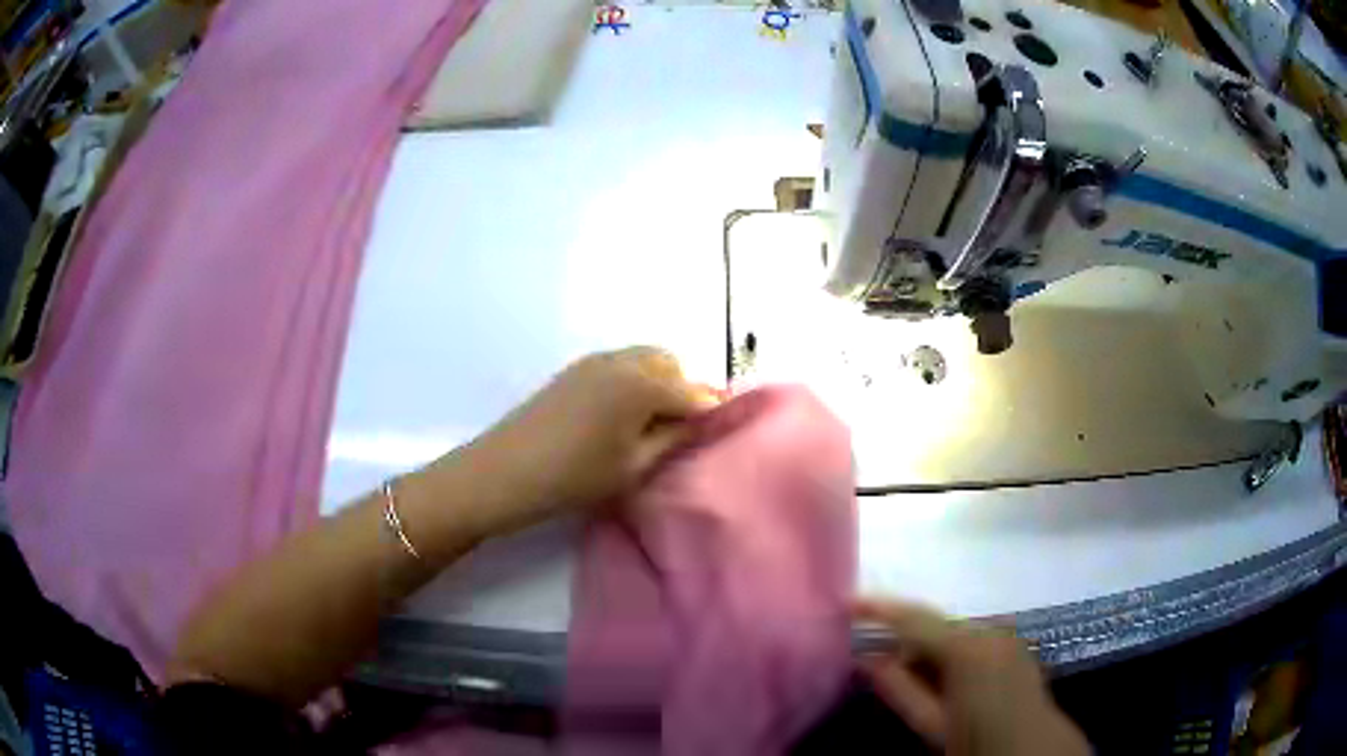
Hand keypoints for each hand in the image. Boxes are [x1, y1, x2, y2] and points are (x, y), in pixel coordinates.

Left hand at [445, 347, 719, 532]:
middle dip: (683, 390)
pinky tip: (619, 417)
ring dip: (658, 384)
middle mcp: (623, 360)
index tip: (718, 432)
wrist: (504, 472)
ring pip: (644, 360)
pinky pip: (620, 365)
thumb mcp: (635, 465)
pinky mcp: (574, 370)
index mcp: (643, 382)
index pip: (695, 391)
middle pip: (671, 364)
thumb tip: (703, 416)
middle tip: (677, 432)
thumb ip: (676, 435)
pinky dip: (633, 382)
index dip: (711, 412)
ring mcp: (595, 361)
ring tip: (648, 426)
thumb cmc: (575, 477)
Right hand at [854, 599, 1089, 755]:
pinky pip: (973, 641)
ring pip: (954, 634)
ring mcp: (1006, 636)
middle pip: (935, 626)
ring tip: (913, 681)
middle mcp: (989, 631)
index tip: (848, 603)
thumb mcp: (932, 725)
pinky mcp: (1014, 646)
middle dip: (905, 640)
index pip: (915, 619)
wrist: (1033, 750)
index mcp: (967, 649)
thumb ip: (899, 689)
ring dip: (929, 651)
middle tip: (876, 662)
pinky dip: (952, 655)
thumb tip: (866, 658)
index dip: (880, 608)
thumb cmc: (977, 742)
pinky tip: (945, 682)